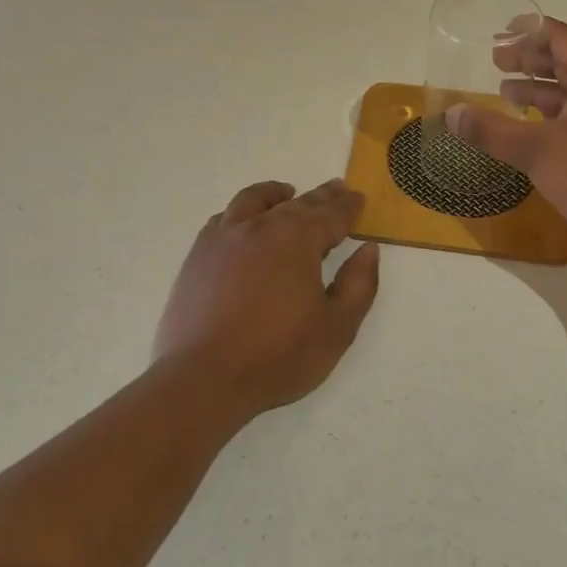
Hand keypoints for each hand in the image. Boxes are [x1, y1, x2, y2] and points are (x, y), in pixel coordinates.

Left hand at [153, 179, 381, 416]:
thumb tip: (368, 248)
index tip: (358, 198)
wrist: (205, 378)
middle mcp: (260, 227)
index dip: (348, 207)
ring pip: (253, 201)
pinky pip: (222, 219)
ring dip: (275, 194)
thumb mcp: (337, 328)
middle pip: (296, 204)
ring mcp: (223, 238)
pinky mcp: (198, 256)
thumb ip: (359, 284)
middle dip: (320, 197)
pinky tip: (243, 223)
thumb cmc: (279, 357)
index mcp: (297, 241)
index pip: (330, 215)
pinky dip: (240, 213)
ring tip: (286, 193)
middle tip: (335, 189)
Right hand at [444, 17, 566, 267]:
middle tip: (495, 60)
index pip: (563, 38)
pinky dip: (547, 117)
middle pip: (566, 62)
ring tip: (503, 92)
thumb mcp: (537, 150)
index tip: (502, 30)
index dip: (532, 30)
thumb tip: (451, 114)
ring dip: (537, 90)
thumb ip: (492, 130)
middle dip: (530, 59)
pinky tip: (525, 129)